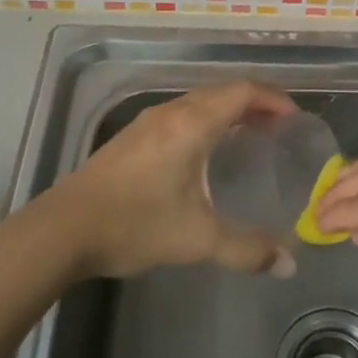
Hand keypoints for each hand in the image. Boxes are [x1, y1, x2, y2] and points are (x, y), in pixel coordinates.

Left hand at [48, 81, 300, 280]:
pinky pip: (182, 113)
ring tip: (249, 136)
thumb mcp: (197, 240)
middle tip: (279, 129)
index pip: (243, 92)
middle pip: (222, 91)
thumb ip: (247, 250)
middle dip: (255, 103)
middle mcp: (171, 112)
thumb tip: (288, 266)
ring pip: (199, 101)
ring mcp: (147, 122)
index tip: (294, 119)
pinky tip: (205, 152)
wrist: (63, 230)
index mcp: (192, 124)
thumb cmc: (135, 224)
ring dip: (228, 110)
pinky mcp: (132, 137)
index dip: (273, 99)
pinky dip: (206, 120)